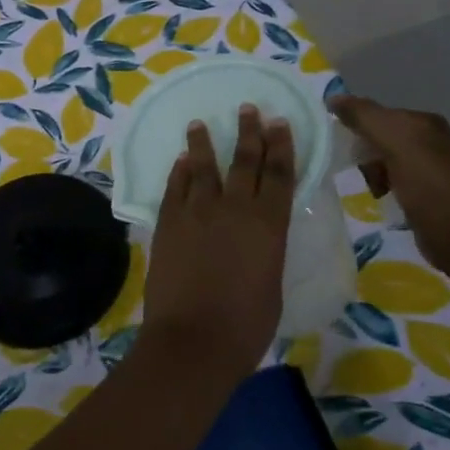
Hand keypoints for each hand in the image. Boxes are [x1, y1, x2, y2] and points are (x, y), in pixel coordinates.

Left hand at [139, 105, 295, 386]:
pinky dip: (178, 172)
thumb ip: (265, 251)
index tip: (279, 123)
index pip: (279, 174)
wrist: (192, 340)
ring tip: (200, 123)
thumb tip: (256, 241)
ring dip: (203, 143)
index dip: (281, 146)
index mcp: (269, 224)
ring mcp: (197, 212)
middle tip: (249, 109)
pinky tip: (180, 161)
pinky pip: (174, 187)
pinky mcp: (168, 222)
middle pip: (244, 161)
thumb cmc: (245, 325)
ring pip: (203, 166)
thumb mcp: (271, 285)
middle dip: (249, 132)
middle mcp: (234, 208)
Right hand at [329, 96, 449, 272]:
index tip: (345, 147)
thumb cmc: (426, 183)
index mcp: (425, 122)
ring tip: (372, 189)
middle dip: (365, 154)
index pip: (379, 114)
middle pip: (380, 138)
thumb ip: (363, 116)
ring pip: (384, 162)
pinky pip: (392, 182)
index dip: (359, 127)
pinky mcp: (427, 194)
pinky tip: (381, 200)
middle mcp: (430, 140)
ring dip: (371, 174)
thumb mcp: (394, 141)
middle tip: (361, 171)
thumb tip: (333, 97)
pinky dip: (382, 189)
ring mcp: (431, 168)